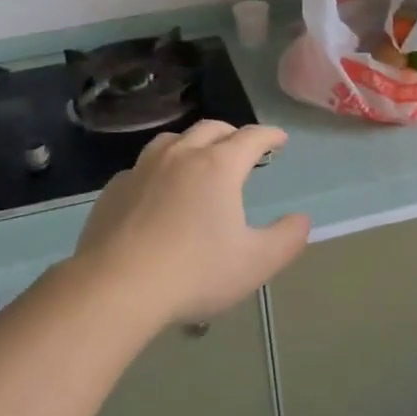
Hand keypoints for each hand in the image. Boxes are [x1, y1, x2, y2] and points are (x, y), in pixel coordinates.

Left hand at [72, 121, 310, 327]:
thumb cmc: (195, 272)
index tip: (279, 139)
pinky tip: (157, 190)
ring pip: (172, 140)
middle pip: (210, 129)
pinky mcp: (114, 189)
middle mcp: (180, 155)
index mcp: (218, 166)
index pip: (251, 137)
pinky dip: (159, 169)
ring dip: (192, 143)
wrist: (116, 286)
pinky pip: (142, 166)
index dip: (269, 135)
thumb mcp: (255, 263)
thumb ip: (286, 239)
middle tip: (241, 147)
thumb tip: (302, 220)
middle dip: (231, 133)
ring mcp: (142, 169)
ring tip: (198, 159)